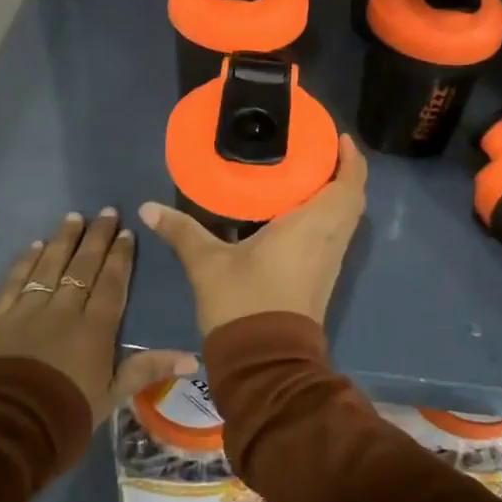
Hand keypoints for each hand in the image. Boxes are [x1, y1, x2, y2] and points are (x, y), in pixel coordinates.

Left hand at [0, 208, 196, 425]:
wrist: (4, 428)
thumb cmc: (65, 415)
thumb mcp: (111, 396)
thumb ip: (147, 369)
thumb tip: (193, 358)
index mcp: (94, 328)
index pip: (111, 283)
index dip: (120, 256)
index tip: (126, 232)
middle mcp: (63, 309)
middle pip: (82, 266)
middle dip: (96, 237)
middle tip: (106, 212)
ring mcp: (28, 310)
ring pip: (49, 265)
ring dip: (63, 240)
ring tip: (73, 217)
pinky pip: (14, 281)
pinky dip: (25, 261)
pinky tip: (34, 245)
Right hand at [139, 136, 366, 336]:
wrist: (266, 365)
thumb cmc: (244, 304)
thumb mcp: (208, 264)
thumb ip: (181, 231)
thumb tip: (148, 207)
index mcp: (312, 226)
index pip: (349, 185)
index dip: (351, 159)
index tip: (338, 137)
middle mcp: (330, 240)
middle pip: (352, 199)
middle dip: (343, 172)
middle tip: (317, 151)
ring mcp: (330, 262)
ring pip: (346, 219)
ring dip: (337, 194)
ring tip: (307, 172)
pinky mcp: (322, 278)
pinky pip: (335, 235)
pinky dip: (327, 215)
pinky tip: (296, 211)